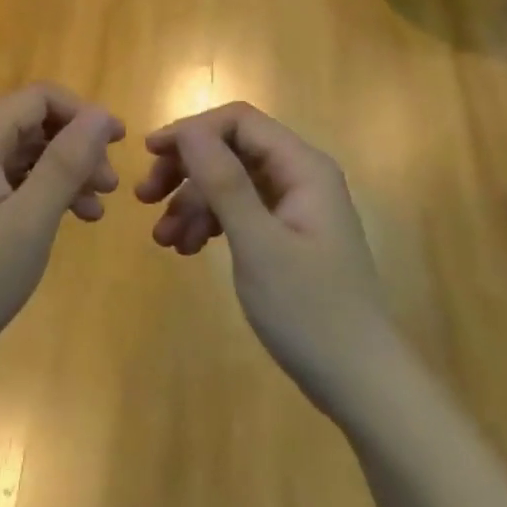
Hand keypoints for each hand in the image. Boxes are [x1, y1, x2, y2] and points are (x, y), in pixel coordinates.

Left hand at [0, 84, 123, 382]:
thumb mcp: (29, 220)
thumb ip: (66, 162)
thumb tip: (102, 115)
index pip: (40, 98)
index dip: (83, 113)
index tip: (119, 145)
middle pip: (32, 124)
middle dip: (76, 147)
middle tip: (110, 187)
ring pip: (24, 155)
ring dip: (64, 173)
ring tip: (95, 210)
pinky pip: (9, 182)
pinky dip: (41, 195)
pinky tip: (64, 221)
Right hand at [138, 102, 390, 415]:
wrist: (360, 385)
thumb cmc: (309, 311)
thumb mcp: (258, 244)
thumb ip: (223, 181)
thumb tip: (188, 130)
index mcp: (303, 167)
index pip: (239, 121)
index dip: (192, 130)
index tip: (151, 155)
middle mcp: (300, 176)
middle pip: (231, 149)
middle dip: (186, 168)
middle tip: (145, 196)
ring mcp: (294, 207)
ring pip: (230, 181)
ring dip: (192, 201)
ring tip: (162, 238)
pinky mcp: (287, 235)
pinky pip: (239, 211)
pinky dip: (210, 223)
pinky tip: (186, 248)